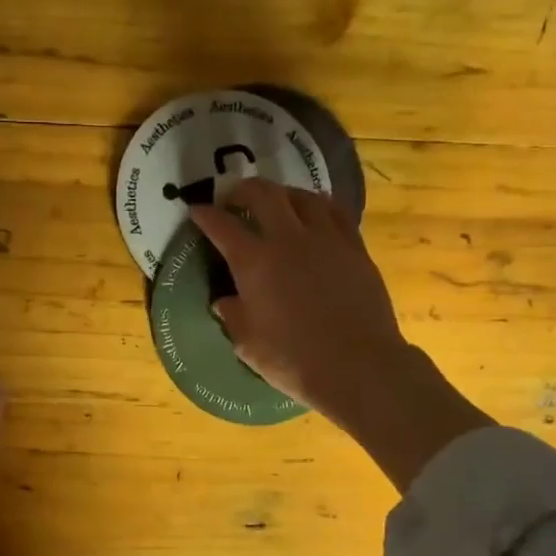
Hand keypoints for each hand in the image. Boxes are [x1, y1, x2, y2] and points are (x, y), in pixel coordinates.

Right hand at [190, 179, 493, 491]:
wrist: (358, 366)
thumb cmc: (294, 360)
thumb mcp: (248, 344)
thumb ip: (233, 316)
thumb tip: (224, 301)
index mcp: (254, 263)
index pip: (222, 226)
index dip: (205, 215)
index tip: (196, 212)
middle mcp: (288, 239)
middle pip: (263, 194)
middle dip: (242, 189)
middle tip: (234, 198)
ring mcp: (326, 239)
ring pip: (302, 196)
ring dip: (283, 194)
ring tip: (276, 203)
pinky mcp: (355, 247)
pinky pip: (335, 212)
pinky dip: (317, 207)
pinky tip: (315, 216)